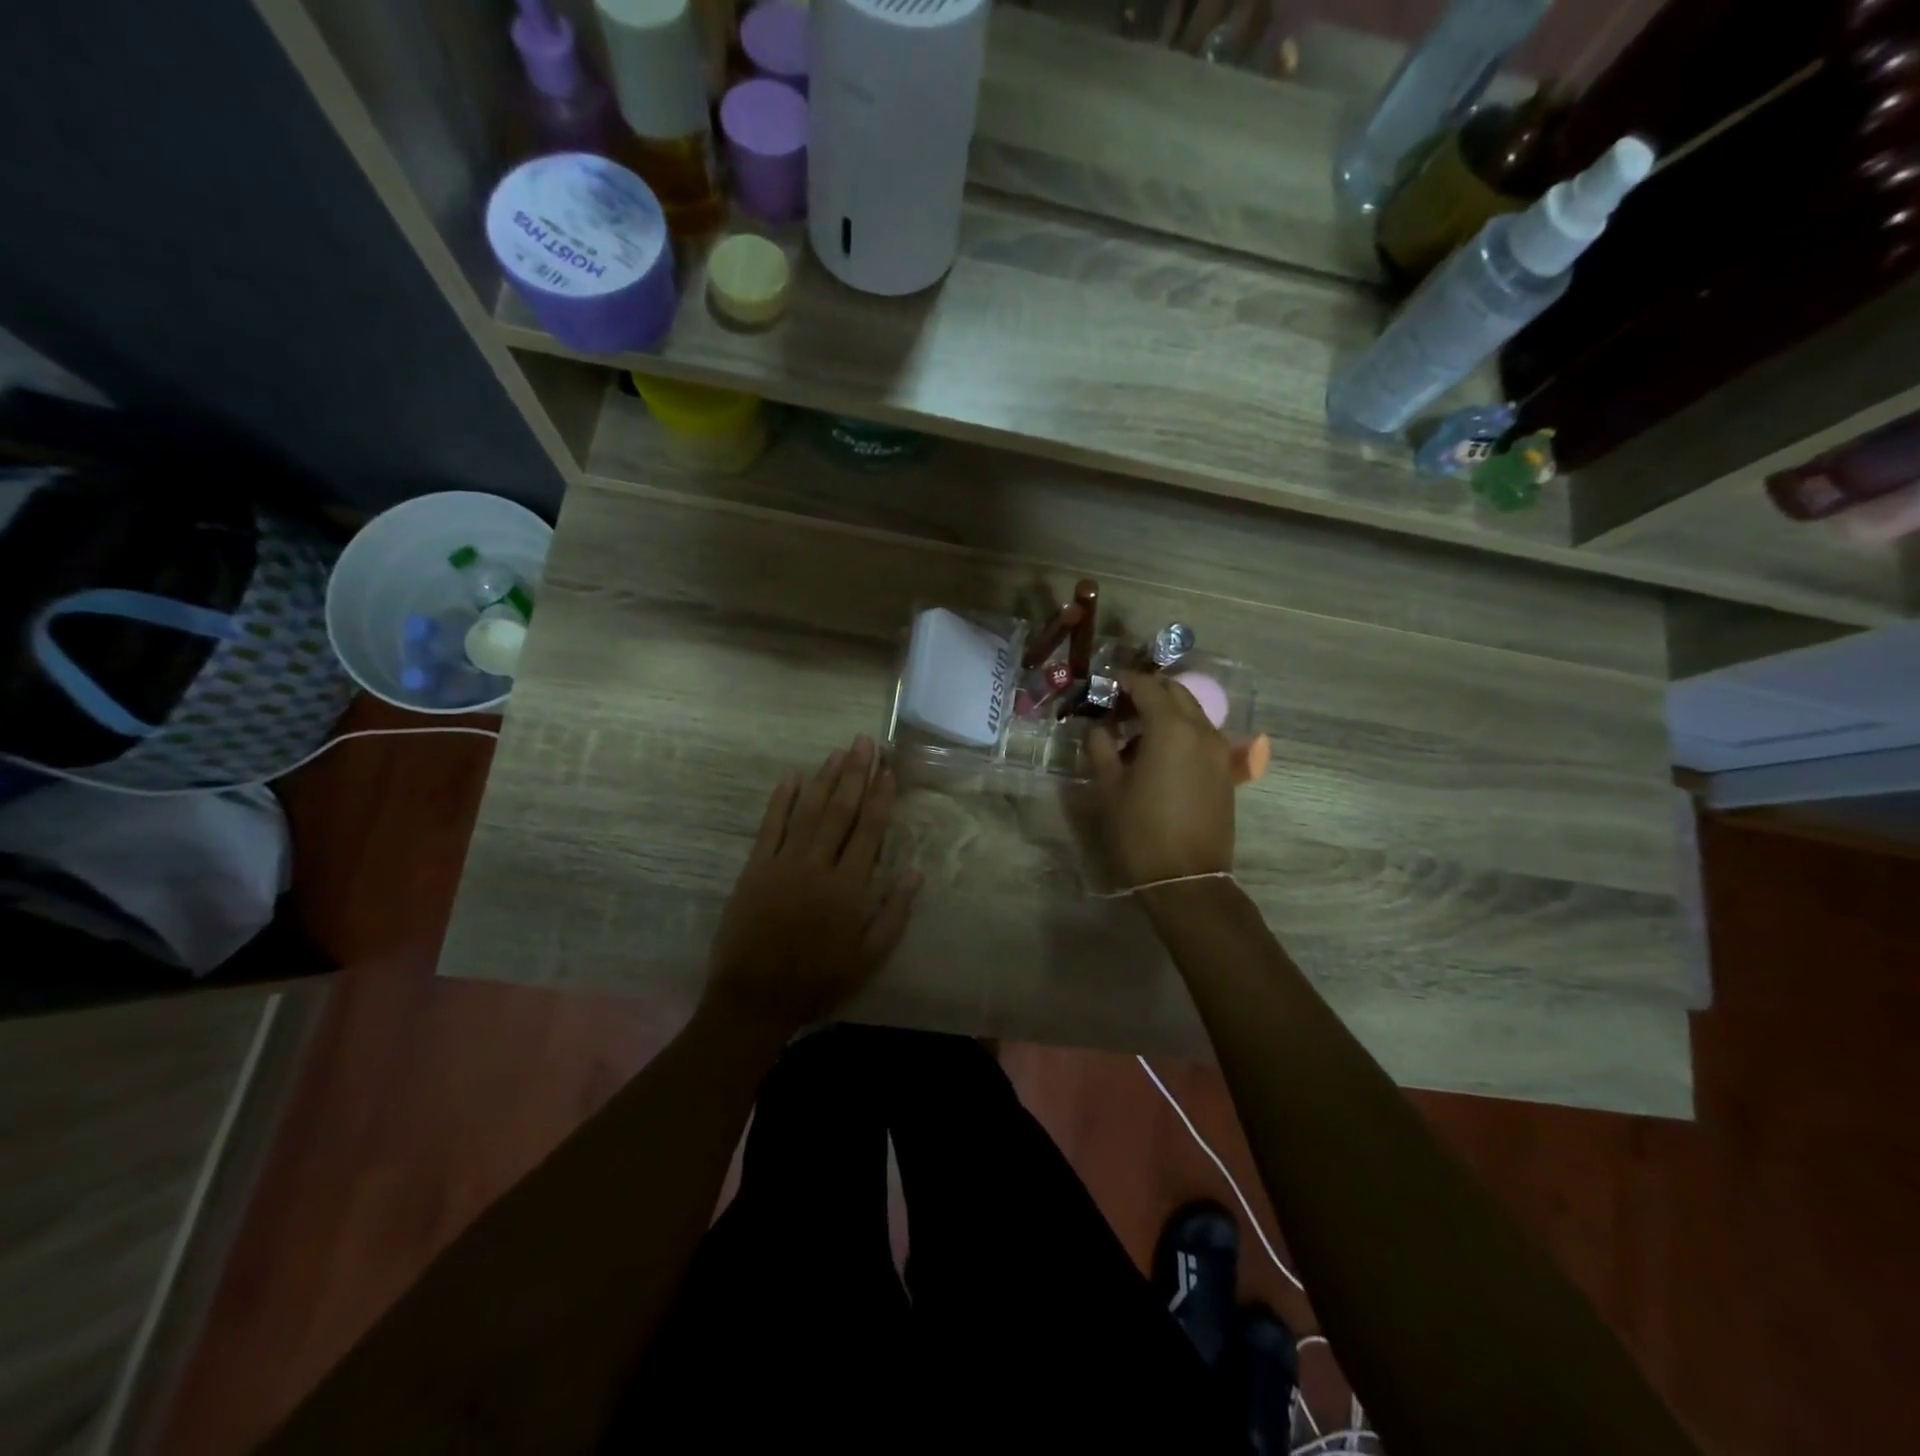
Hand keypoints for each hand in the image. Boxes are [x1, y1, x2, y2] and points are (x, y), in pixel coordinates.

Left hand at [701, 736, 922, 1042]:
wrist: (753, 999)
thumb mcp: (868, 958)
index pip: (869, 830)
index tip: (888, 769)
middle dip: (855, 773)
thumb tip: (916, 871)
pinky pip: (770, 827)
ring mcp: (782, 864)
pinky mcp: (754, 869)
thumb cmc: (818, 981)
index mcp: (848, 887)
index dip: (880, 797)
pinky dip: (781, 801)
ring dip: (825, 779)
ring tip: (838, 752)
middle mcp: (817, 866)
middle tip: (865, 742)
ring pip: (808, 811)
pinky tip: (791, 778)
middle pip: (840, 810)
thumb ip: (894, 913)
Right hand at [1086, 671, 1235, 887]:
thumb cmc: (1140, 831)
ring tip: (1134, 731)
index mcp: (1172, 728)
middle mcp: (1202, 731)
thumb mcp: (1108, 787)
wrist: (1187, 879)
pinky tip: (1157, 753)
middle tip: (1118, 705)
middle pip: (1176, 693)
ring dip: (1165, 711)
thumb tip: (1098, 727)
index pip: (1148, 686)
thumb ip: (1100, 746)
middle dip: (1147, 691)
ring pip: (1192, 713)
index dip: (1124, 680)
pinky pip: (1201, 735)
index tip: (1103, 683)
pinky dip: (1180, 731)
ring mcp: (1218, 751)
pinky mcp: (1224, 771)